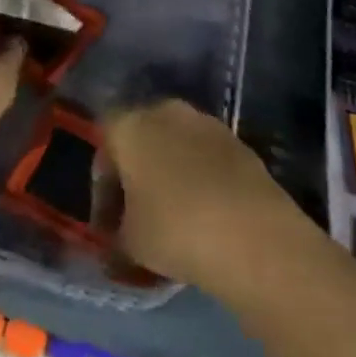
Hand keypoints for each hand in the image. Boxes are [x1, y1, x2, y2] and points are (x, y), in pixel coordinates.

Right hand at [100, 100, 304, 292]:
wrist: (253, 233)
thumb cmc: (176, 230)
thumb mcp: (130, 245)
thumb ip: (115, 240)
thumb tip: (115, 245)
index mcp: (130, 125)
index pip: (104, 145)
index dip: (102, 187)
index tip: (108, 226)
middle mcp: (164, 111)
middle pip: (140, 139)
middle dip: (135, 176)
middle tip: (136, 219)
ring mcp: (204, 122)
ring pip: (174, 146)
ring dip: (169, 175)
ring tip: (173, 219)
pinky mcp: (236, 141)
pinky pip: (204, 157)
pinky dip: (199, 178)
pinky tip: (205, 215)